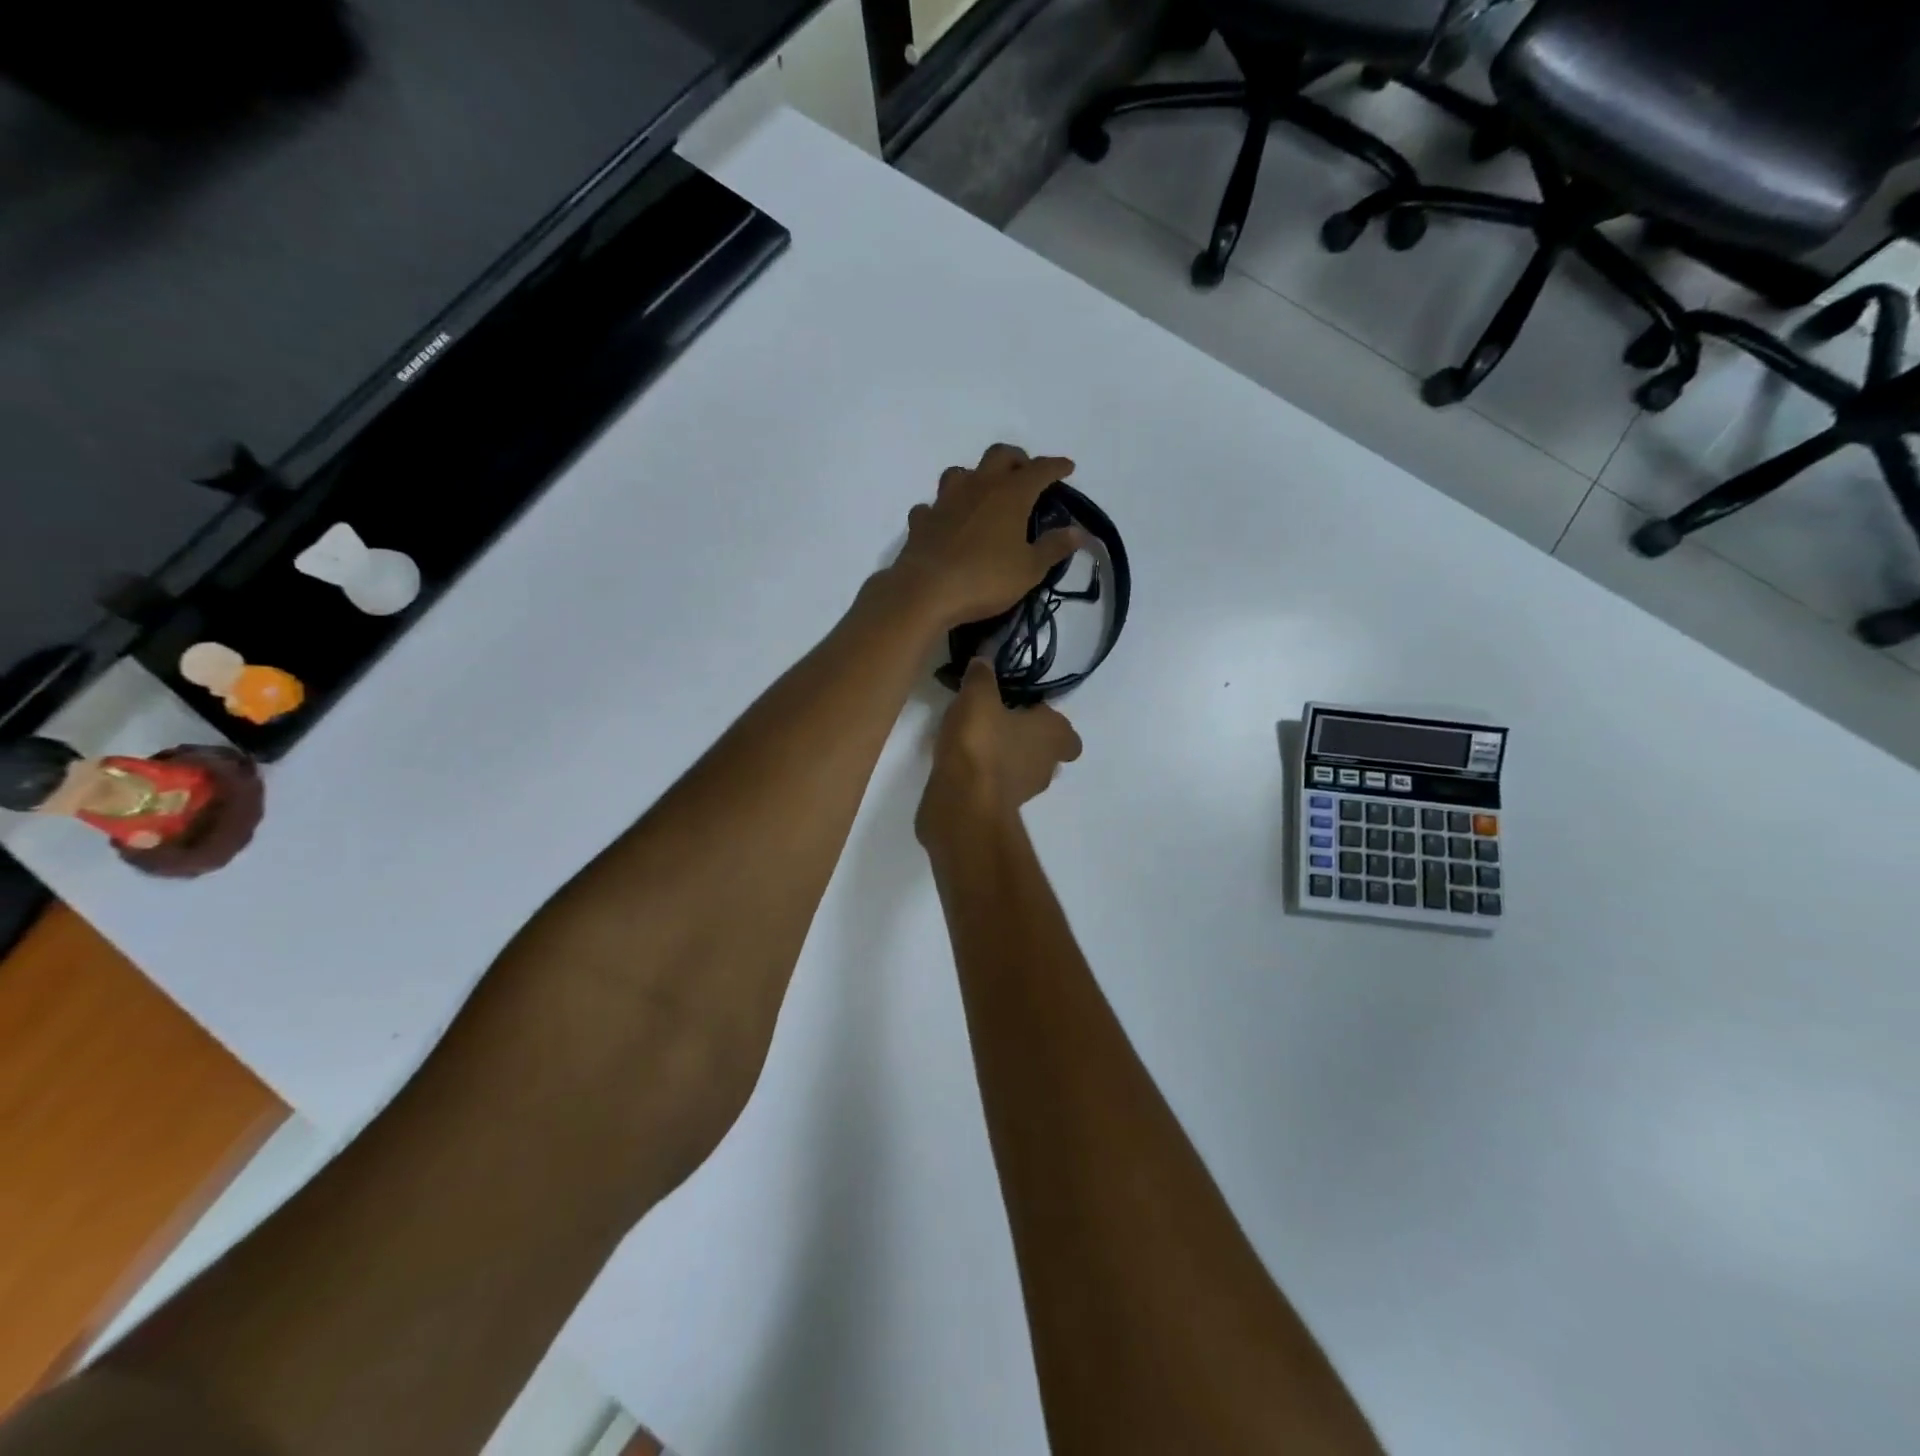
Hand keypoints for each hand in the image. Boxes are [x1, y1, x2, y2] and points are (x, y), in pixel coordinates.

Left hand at [886, 443, 1084, 631]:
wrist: (926, 592)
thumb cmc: (985, 579)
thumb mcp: (1029, 569)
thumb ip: (1054, 547)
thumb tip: (1078, 532)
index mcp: (1010, 494)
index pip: (1039, 470)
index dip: (1056, 466)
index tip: (1067, 467)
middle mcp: (977, 487)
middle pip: (999, 456)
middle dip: (1017, 459)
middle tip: (1026, 473)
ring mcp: (945, 501)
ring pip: (962, 472)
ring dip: (976, 477)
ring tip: (984, 493)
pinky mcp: (922, 520)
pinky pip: (933, 506)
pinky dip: (943, 510)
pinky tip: (946, 522)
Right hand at [917, 659, 1082, 846]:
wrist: (962, 803)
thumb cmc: (981, 743)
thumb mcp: (977, 697)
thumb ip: (982, 677)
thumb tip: (984, 662)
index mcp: (1053, 735)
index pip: (1067, 731)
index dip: (1048, 719)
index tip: (1023, 708)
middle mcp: (1046, 765)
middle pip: (1044, 751)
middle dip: (1025, 739)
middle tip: (997, 722)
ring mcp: (1024, 792)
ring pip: (1021, 770)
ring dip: (1004, 758)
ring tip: (973, 741)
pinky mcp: (999, 809)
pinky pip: (996, 786)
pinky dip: (984, 776)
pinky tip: (959, 763)